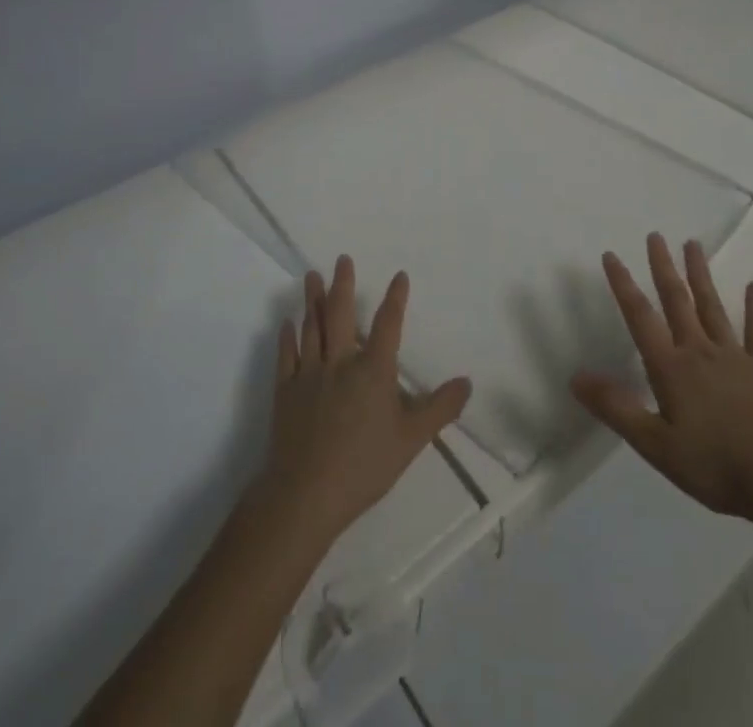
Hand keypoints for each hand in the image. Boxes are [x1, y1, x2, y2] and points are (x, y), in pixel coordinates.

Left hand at [258, 256, 471, 552]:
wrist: (304, 493)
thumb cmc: (363, 466)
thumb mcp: (412, 439)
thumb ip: (440, 408)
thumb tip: (467, 382)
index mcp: (373, 370)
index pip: (388, 324)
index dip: (395, 299)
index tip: (399, 276)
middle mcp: (340, 362)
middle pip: (341, 314)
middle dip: (343, 284)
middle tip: (342, 259)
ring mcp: (309, 374)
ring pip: (312, 327)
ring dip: (313, 300)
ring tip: (312, 276)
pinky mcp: (285, 391)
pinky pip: (286, 356)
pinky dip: (287, 337)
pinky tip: (288, 323)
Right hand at [571, 233, 752, 522]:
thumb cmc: (715, 464)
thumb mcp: (655, 444)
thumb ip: (616, 407)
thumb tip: (576, 376)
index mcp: (671, 367)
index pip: (640, 317)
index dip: (623, 285)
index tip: (611, 255)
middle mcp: (700, 351)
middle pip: (677, 301)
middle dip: (663, 267)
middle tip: (655, 235)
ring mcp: (735, 357)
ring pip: (712, 306)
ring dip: (700, 274)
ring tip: (692, 244)